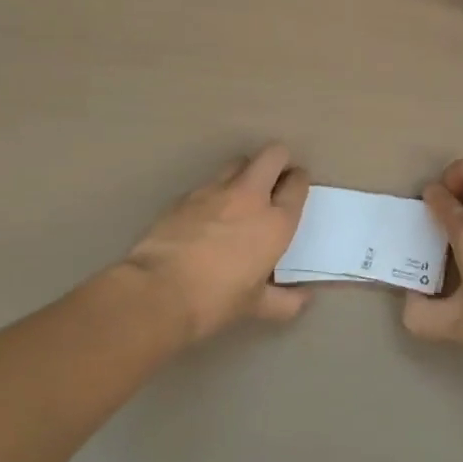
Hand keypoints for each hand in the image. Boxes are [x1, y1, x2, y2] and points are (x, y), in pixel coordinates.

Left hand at [123, 144, 311, 343]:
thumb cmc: (215, 301)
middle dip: (278, 160)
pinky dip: (214, 194)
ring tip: (240, 194)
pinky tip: (206, 216)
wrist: (158, 292)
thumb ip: (286, 301)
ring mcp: (215, 191)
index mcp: (275, 222)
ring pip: (239, 162)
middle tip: (275, 179)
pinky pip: (208, 184)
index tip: (296, 187)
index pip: (297, 184)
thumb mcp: (256, 306)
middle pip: (273, 155)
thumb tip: (305, 299)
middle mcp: (250, 197)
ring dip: (245, 172)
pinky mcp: (186, 195)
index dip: (299, 181)